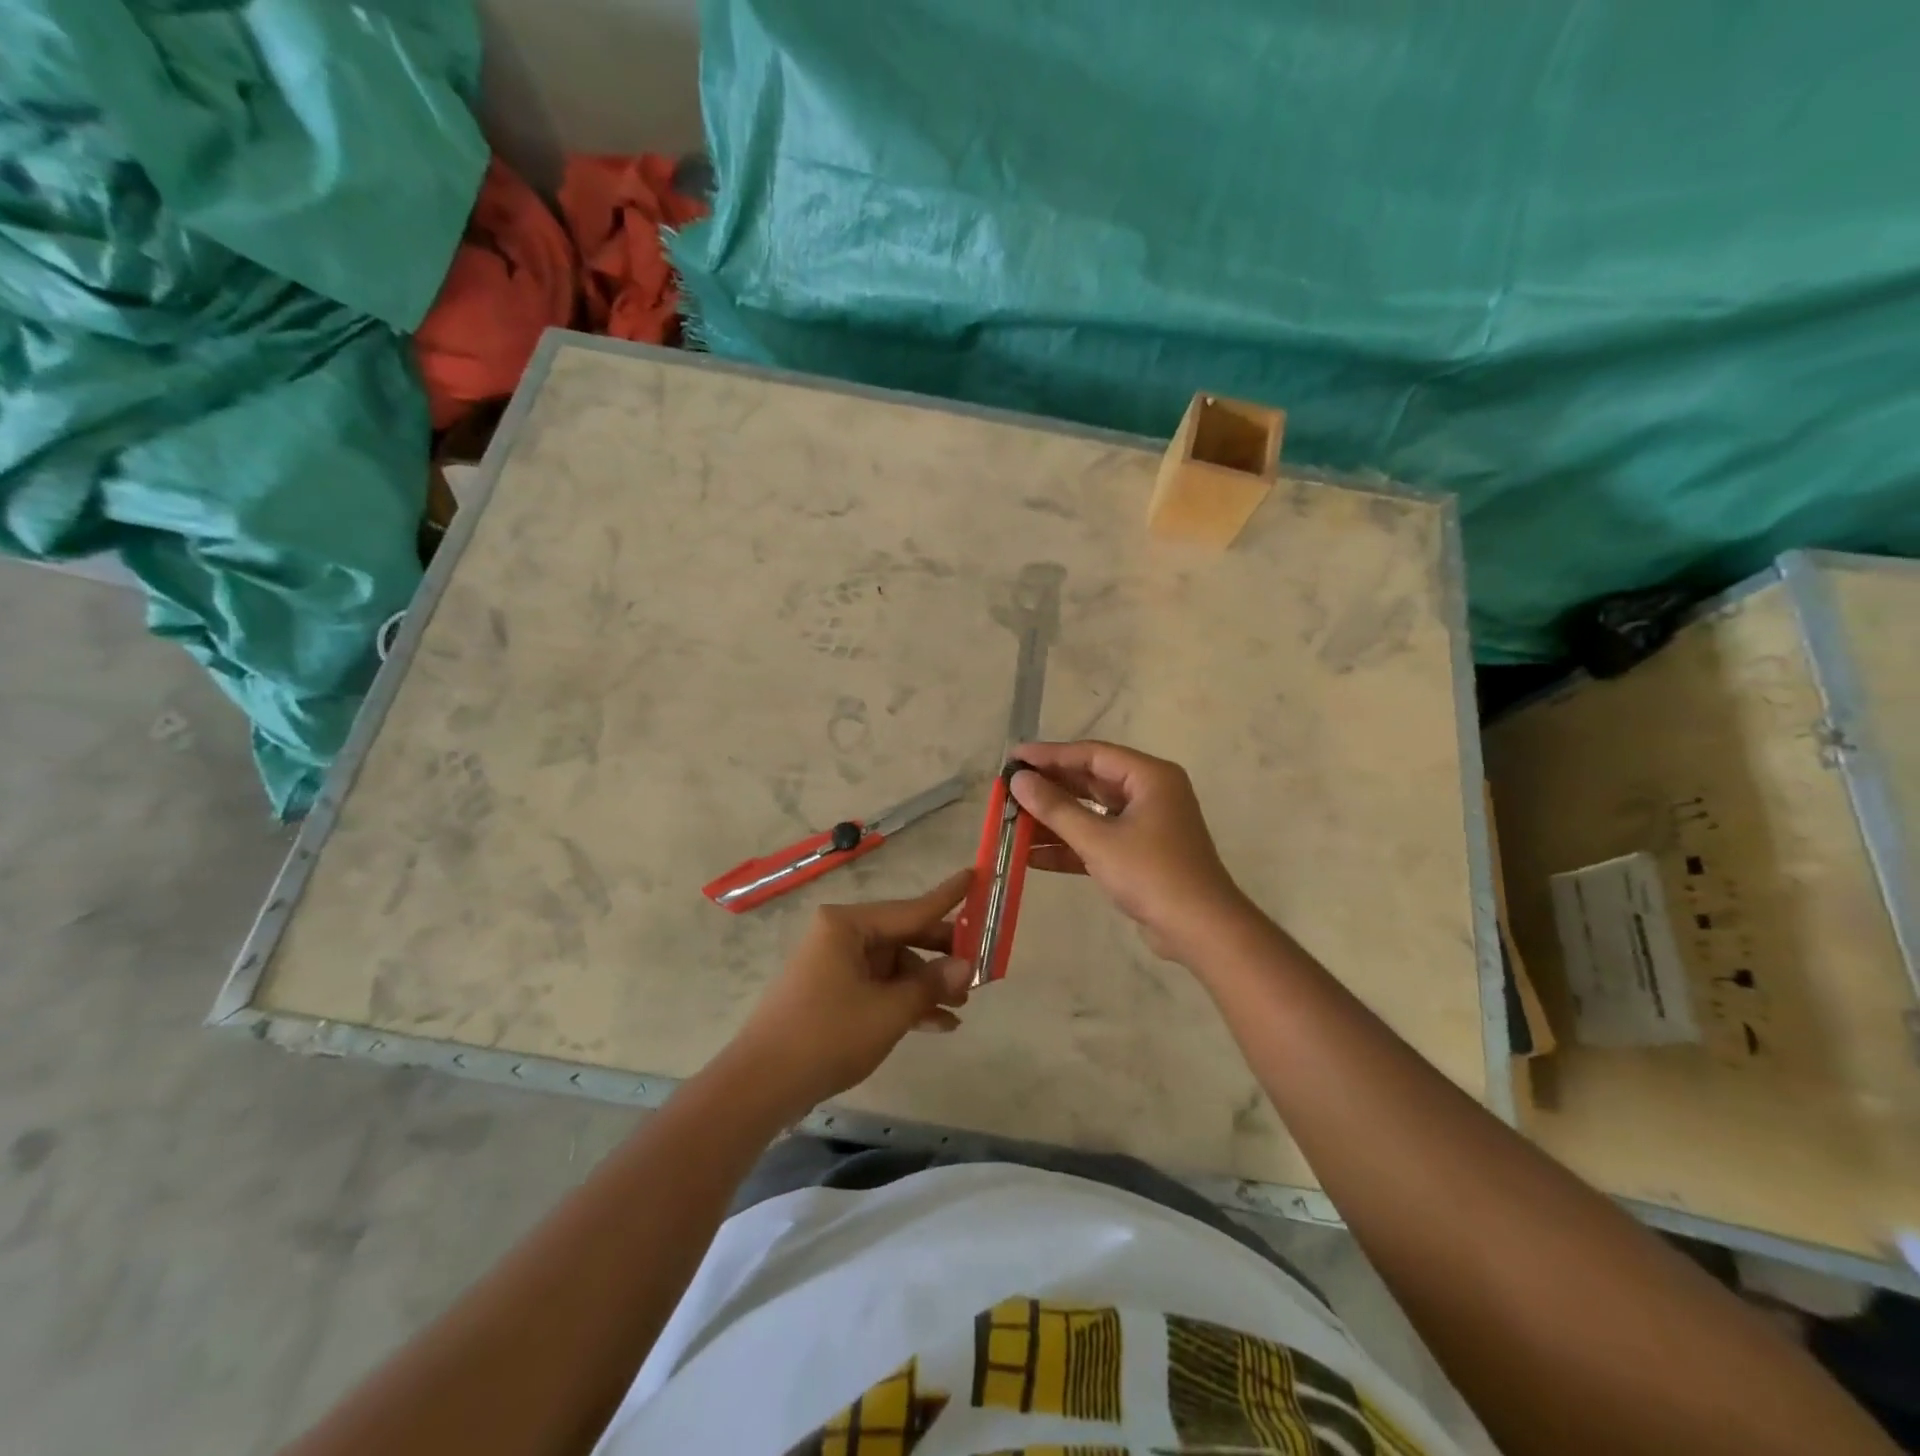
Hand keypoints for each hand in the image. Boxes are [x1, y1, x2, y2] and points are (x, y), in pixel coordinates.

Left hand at [728, 870, 973, 1117]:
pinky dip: (905, 1002)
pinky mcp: (832, 993)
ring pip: (893, 966)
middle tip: (981, 965)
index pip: (911, 908)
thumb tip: (967, 965)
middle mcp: (841, 935)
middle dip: (941, 955)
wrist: (761, 1086)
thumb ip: (931, 984)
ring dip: (926, 985)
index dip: (948, 897)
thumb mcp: (889, 1011)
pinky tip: (938, 1024)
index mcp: (848, 925)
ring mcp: (834, 965)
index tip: (976, 875)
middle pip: (903, 936)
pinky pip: (878, 987)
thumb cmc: (827, 1035)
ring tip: (962, 1006)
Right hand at [1010, 740, 1250, 961]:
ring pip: (1091, 813)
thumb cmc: (1152, 874)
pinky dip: (1069, 846)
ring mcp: (1146, 825)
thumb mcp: (1098, 840)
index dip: (1049, 755)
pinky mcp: (1139, 854)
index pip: (1091, 754)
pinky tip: (1032, 856)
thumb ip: (1056, 808)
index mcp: (1149, 777)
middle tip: (1009, 789)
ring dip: (1054, 820)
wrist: (1201, 930)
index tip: (1014, 757)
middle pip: (1090, 781)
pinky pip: (1098, 840)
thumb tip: (1019, 781)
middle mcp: (1149, 793)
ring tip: (1012, 822)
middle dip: (1049, 788)